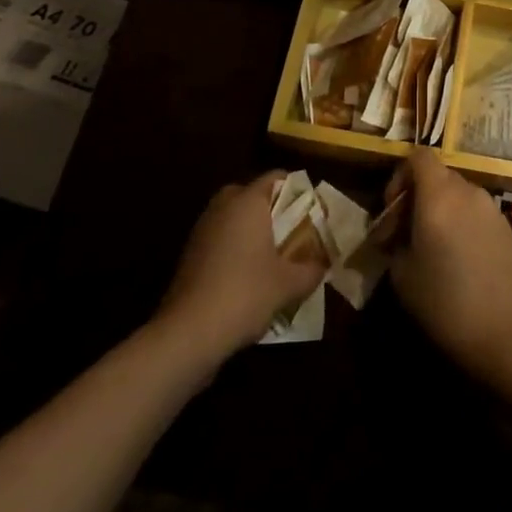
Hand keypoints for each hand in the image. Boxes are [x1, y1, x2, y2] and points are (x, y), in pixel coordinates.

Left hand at [157, 172, 324, 359]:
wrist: (188, 333)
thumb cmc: (245, 294)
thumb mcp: (289, 284)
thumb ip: (311, 269)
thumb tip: (323, 264)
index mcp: (248, 201)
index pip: (276, 177)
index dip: (296, 190)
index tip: (310, 211)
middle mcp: (223, 206)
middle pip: (252, 195)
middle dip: (271, 209)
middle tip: (290, 231)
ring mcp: (202, 229)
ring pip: (233, 217)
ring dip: (250, 230)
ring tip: (271, 256)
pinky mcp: (189, 254)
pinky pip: (219, 238)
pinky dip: (233, 248)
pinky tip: (246, 276)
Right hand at [387, 148, 511, 384]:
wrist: (506, 334)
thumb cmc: (445, 303)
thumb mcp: (402, 275)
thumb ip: (395, 242)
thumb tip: (396, 235)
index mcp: (439, 196)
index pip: (419, 156)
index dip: (400, 176)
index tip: (392, 209)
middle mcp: (468, 192)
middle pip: (438, 176)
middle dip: (417, 197)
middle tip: (404, 235)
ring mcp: (492, 208)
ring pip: (458, 194)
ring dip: (440, 210)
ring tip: (430, 249)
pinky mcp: (507, 227)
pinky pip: (476, 213)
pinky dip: (461, 223)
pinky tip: (458, 260)